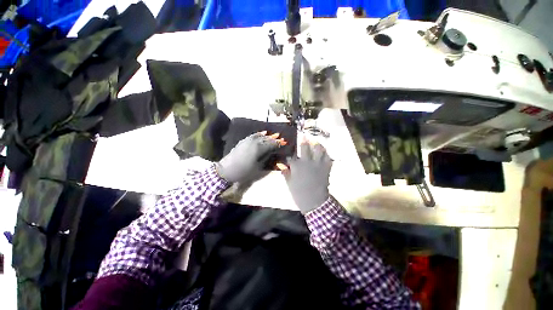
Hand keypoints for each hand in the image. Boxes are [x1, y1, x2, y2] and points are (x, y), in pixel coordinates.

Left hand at [217, 132, 285, 183]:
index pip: (271, 144)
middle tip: (280, 138)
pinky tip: (261, 134)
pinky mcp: (243, 141)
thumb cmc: (244, 171)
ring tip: (273, 135)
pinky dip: (259, 134)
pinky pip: (253, 135)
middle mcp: (254, 142)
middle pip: (266, 139)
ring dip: (267, 136)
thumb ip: (267, 160)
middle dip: (274, 138)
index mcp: (259, 148)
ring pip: (260, 136)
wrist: (227, 170)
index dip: (278, 143)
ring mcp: (248, 140)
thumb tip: (275, 156)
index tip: (284, 142)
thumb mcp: (258, 168)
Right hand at [282, 140, 332, 213]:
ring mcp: (318, 164)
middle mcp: (307, 161)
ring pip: (319, 149)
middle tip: (304, 137)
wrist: (314, 201)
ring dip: (317, 144)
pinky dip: (326, 154)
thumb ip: (285, 172)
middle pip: (305, 147)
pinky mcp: (326, 168)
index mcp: (297, 166)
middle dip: (304, 141)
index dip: (290, 153)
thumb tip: (281, 165)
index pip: (292, 156)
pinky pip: (328, 157)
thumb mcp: (289, 183)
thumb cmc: (299, 193)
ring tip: (315, 142)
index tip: (289, 151)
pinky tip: (324, 153)